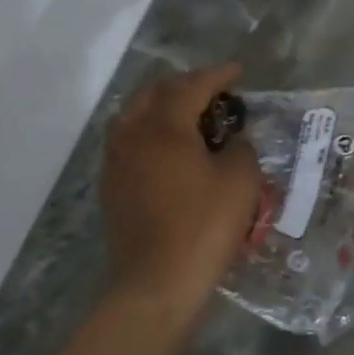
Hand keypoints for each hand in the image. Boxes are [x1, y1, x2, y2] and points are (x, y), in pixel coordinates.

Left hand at [101, 63, 260, 314]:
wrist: (156, 283)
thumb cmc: (204, 227)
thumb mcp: (240, 181)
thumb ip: (240, 149)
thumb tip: (232, 142)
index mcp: (164, 127)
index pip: (191, 86)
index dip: (217, 75)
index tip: (238, 71)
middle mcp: (133, 136)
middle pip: (154, 93)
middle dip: (185, 85)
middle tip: (214, 90)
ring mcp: (117, 163)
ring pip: (135, 116)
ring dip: (163, 106)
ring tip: (190, 115)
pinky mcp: (113, 188)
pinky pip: (129, 142)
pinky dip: (151, 132)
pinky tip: (171, 148)